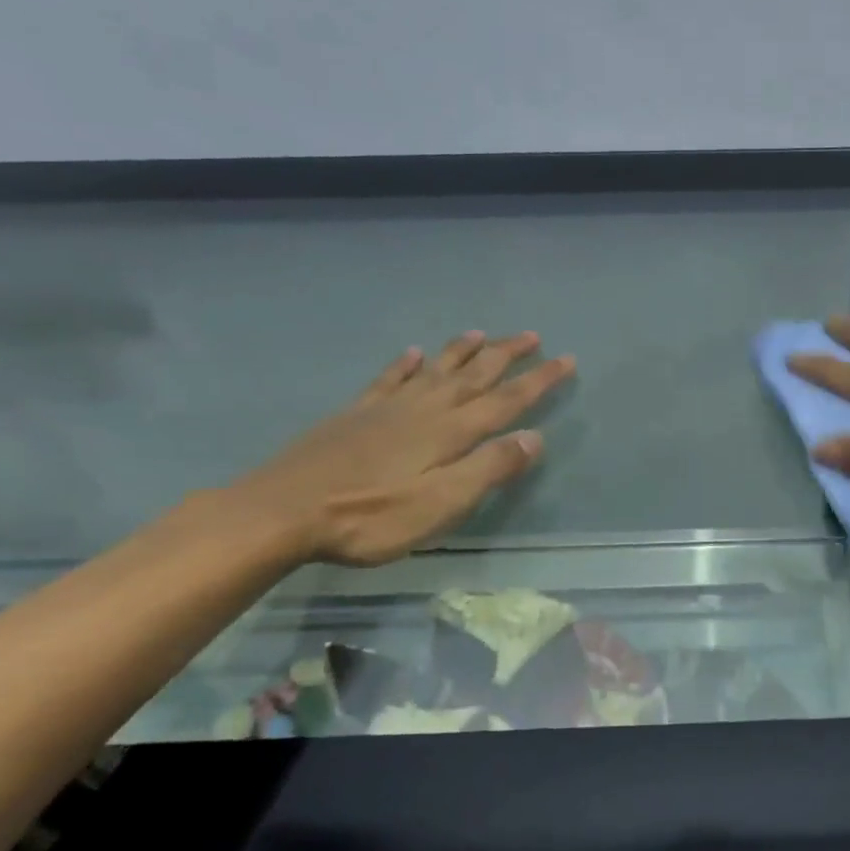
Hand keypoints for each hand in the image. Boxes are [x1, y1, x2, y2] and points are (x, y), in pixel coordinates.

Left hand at [229, 331, 574, 565]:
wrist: (283, 511)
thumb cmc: (370, 517)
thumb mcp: (441, 504)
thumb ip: (489, 469)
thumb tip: (534, 437)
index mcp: (450, 432)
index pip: (506, 400)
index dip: (539, 380)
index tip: (567, 359)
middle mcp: (425, 409)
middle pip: (474, 375)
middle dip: (507, 355)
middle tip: (532, 335)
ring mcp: (387, 408)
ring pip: (435, 370)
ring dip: (462, 351)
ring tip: (482, 333)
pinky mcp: (355, 415)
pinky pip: (389, 379)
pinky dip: (406, 365)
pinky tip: (413, 353)